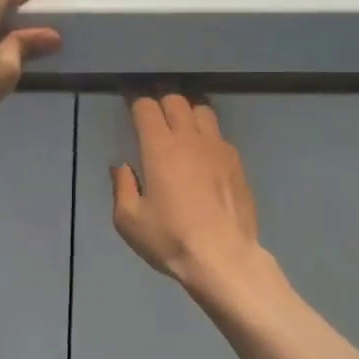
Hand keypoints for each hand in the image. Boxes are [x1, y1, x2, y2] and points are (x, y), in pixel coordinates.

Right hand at [112, 93, 270, 294]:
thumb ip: (122, 187)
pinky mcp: (237, 163)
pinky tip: (203, 154)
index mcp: (159, 148)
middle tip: (152, 113)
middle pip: (176, 100)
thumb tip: (121, 167)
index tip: (128, 104)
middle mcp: (190, 139)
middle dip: (161, 101)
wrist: (224, 258)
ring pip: (203, 111)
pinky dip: (207, 135)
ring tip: (180, 125)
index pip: (146, 108)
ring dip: (188, 112)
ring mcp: (218, 149)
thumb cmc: (171, 239)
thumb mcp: (129, 220)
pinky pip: (220, 136)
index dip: (135, 101)